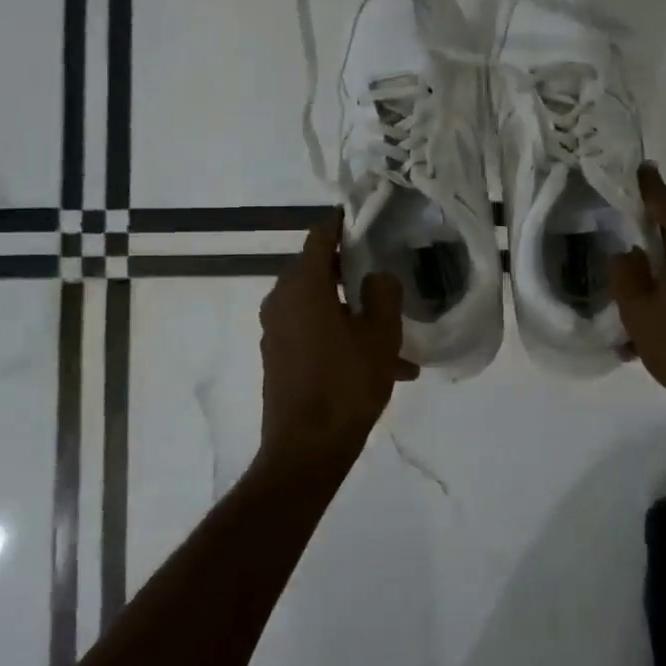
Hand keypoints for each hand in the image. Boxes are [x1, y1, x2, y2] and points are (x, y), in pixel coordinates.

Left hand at [258, 212, 417, 469]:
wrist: (306, 449)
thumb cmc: (347, 384)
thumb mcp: (381, 336)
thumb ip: (384, 294)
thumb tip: (377, 276)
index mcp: (303, 287)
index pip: (320, 237)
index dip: (341, 223)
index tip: (361, 216)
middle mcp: (281, 301)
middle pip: (317, 270)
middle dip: (351, 271)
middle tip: (382, 273)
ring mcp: (275, 331)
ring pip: (318, 306)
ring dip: (351, 312)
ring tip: (391, 334)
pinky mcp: (277, 357)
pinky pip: (311, 332)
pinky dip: (338, 336)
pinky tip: (375, 363)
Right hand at [612, 166, 665, 439]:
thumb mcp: (639, 312)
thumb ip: (626, 274)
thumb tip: (628, 252)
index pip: (665, 200)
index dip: (644, 185)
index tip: (631, 169)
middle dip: (648, 230)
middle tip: (618, 232)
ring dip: (661, 267)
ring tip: (631, 289)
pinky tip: (654, 320)